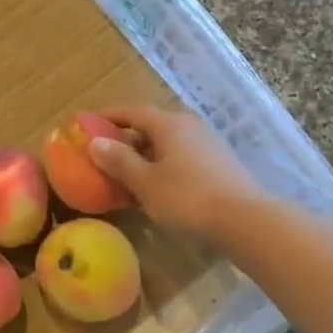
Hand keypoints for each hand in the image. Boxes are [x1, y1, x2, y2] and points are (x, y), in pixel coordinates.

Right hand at [87, 106, 267, 243]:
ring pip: (167, 144)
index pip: (132, 112)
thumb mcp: (145, 182)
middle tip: (104, 156)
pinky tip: (156, 188)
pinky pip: (181, 158)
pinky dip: (162, 167)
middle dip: (126, 139)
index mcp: (169, 124)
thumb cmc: (187, 198)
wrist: (244, 220)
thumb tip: (95, 142)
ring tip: (126, 175)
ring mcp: (208, 144)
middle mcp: (189, 126)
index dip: (108, 117)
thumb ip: (119, 161)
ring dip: (144, 156)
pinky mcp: (219, 164)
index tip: (87, 124)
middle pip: (151, 127)